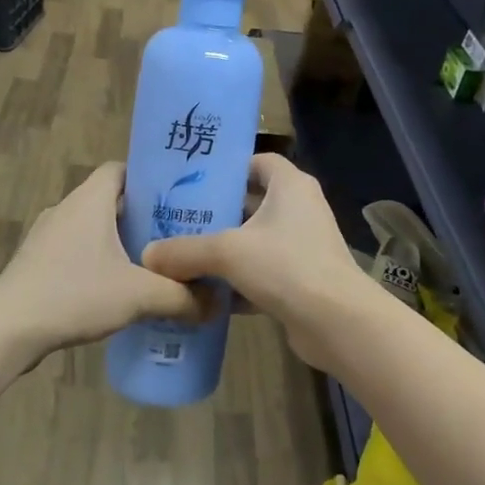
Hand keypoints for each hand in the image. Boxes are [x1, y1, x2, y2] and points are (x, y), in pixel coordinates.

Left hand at [0, 164, 200, 361]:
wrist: (7, 329)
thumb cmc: (74, 294)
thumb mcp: (139, 296)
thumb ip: (182, 297)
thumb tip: (217, 304)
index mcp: (89, 200)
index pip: (121, 168)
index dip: (148, 178)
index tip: (176, 198)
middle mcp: (66, 208)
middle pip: (109, 199)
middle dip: (140, 215)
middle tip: (173, 236)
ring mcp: (46, 236)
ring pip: (91, 227)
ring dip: (117, 241)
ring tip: (149, 265)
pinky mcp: (35, 263)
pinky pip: (74, 251)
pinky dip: (96, 261)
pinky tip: (114, 290)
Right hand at [141, 154, 379, 369]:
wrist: (337, 322)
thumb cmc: (286, 266)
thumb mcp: (228, 252)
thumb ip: (185, 251)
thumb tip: (147, 255)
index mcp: (290, 186)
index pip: (259, 162)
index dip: (229, 167)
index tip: (194, 180)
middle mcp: (300, 209)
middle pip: (253, 202)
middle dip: (218, 212)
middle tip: (177, 219)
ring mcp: (303, 246)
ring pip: (256, 240)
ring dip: (226, 249)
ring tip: (183, 254)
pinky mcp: (301, 279)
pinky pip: (262, 272)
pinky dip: (238, 281)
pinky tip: (205, 294)